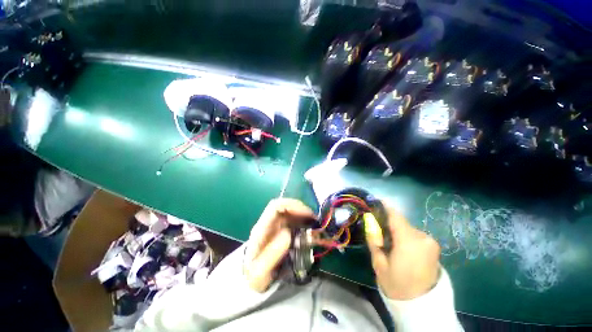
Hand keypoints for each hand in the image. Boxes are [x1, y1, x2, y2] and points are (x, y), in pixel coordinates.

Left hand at [244, 199, 314, 292]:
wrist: (250, 279)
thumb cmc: (255, 276)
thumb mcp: (260, 272)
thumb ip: (272, 254)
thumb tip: (288, 233)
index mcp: (261, 229)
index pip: (275, 207)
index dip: (292, 206)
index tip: (307, 214)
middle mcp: (268, 223)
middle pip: (284, 206)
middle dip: (300, 209)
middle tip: (314, 219)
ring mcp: (274, 225)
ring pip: (289, 211)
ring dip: (302, 214)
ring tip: (314, 224)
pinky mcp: (279, 229)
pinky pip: (292, 219)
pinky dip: (302, 221)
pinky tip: (309, 229)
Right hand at [366, 205, 440, 299]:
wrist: (422, 305)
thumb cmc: (397, 285)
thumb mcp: (379, 263)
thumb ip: (373, 240)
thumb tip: (369, 222)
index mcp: (409, 241)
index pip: (395, 216)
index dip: (384, 206)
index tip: (375, 201)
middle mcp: (422, 238)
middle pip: (401, 222)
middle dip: (388, 223)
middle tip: (378, 230)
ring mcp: (430, 242)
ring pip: (408, 229)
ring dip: (397, 231)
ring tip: (389, 242)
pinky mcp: (433, 247)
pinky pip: (415, 235)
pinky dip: (405, 236)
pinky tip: (400, 247)